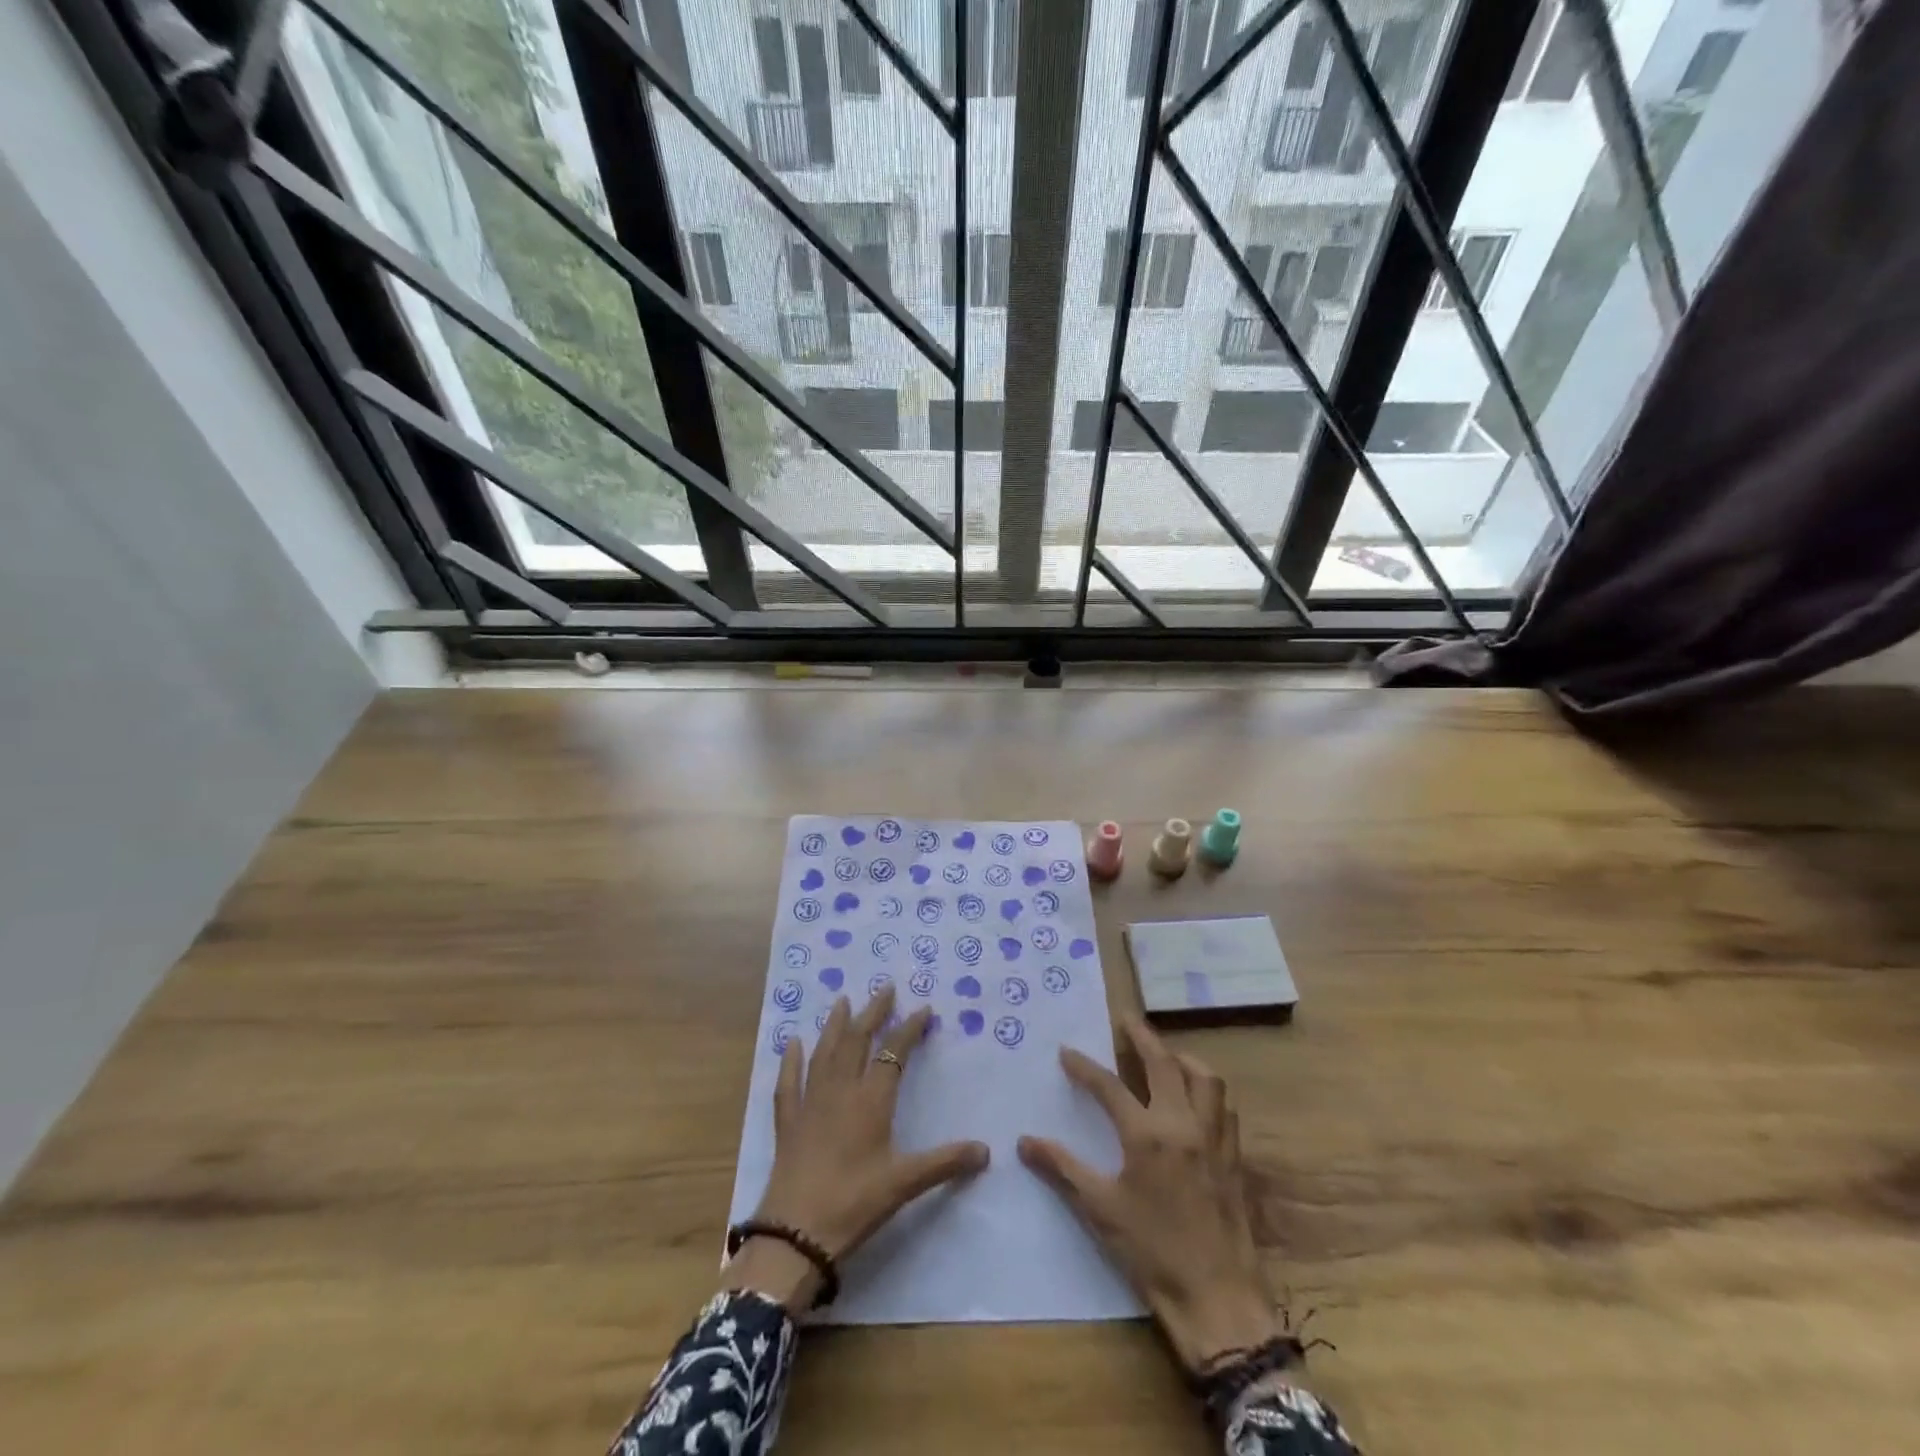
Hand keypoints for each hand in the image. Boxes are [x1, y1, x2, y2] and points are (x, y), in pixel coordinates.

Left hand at [726, 985, 989, 1308]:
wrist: (795, 1235)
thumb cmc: (854, 1204)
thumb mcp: (904, 1184)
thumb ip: (945, 1163)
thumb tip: (986, 1151)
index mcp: (871, 1100)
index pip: (893, 1053)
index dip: (909, 1028)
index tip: (924, 1009)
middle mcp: (840, 1091)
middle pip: (857, 1041)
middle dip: (872, 1013)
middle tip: (884, 988)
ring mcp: (810, 1103)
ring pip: (824, 1053)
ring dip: (835, 1025)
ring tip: (842, 1000)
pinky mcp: (788, 1122)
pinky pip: (789, 1083)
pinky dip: (791, 1061)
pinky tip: (792, 1043)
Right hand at [1018, 1019, 1280, 1371]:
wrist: (1219, 1300)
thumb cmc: (1153, 1254)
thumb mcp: (1100, 1211)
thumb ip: (1062, 1169)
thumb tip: (1024, 1141)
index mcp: (1147, 1135)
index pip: (1110, 1086)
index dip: (1084, 1066)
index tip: (1066, 1051)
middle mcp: (1183, 1124)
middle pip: (1164, 1062)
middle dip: (1142, 1035)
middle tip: (1125, 1019)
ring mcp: (1214, 1138)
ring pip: (1205, 1078)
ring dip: (1183, 1058)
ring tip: (1164, 1056)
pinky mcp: (1234, 1157)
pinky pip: (1224, 1107)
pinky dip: (1207, 1090)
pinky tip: (1195, 1100)